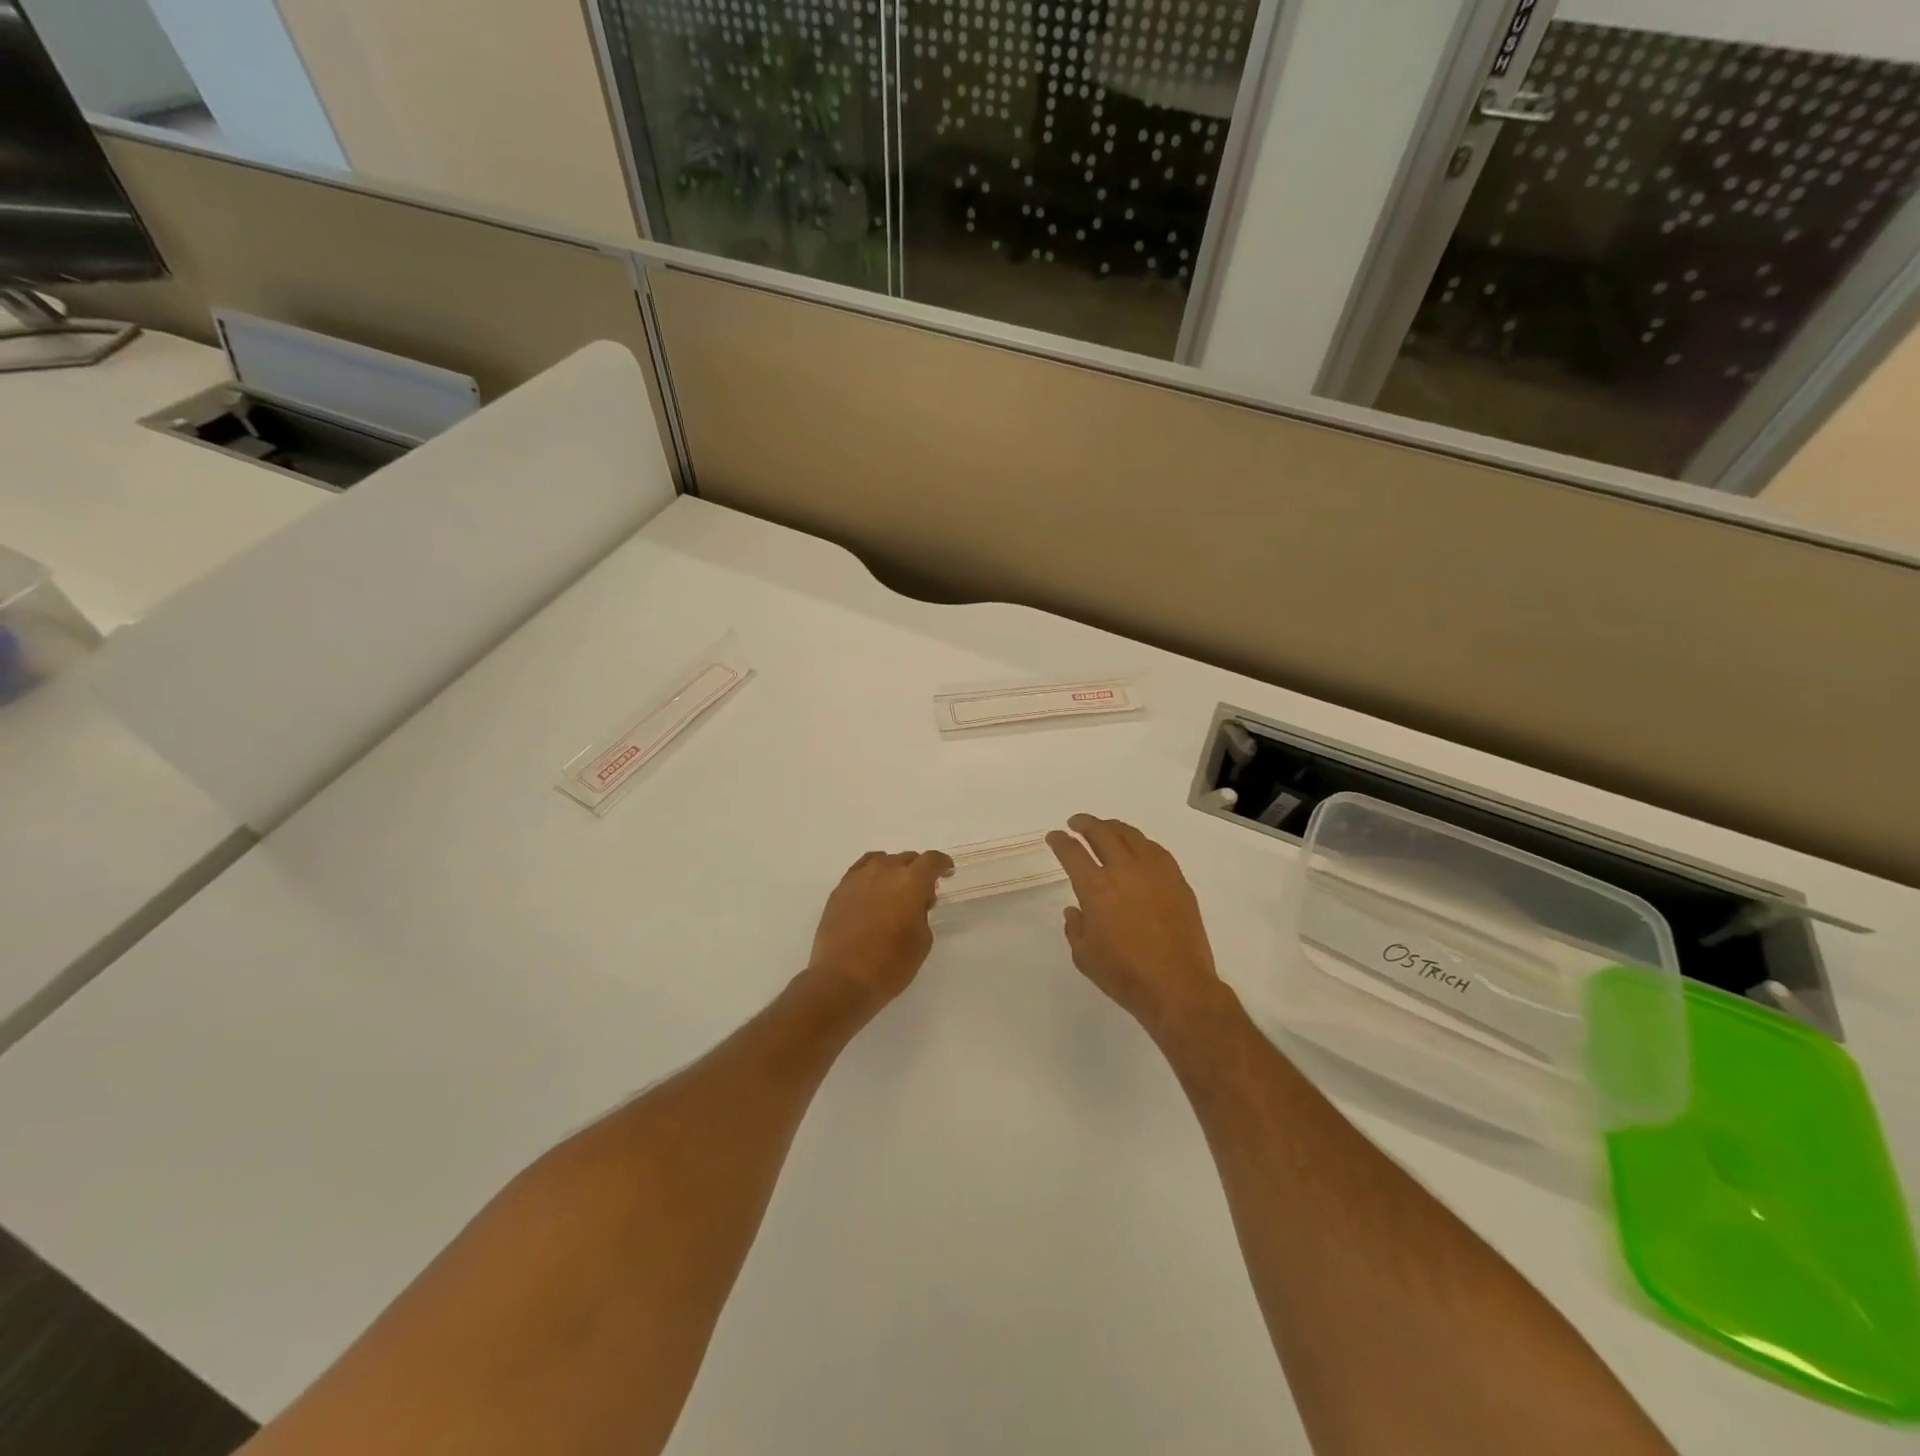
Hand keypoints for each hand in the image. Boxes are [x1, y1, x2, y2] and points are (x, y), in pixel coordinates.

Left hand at [805, 850, 953, 1013]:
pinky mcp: (840, 888)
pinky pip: (861, 870)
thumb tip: (916, 901)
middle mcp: (885, 870)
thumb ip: (922, 913)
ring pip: (883, 860)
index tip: (946, 873)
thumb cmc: (890, 965)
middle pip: (907, 858)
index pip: (932, 860)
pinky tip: (872, 891)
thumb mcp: (922, 941)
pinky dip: (871, 875)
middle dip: (918, 870)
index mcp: (911, 882)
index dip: (942, 864)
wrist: (842, 979)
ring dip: (893, 871)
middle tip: (921, 892)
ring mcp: (859, 877)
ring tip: (894, 891)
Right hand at [1046, 815, 1225, 1038]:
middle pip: (1102, 833)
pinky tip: (1138, 848)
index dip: (1060, 841)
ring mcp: (1154, 872)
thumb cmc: (1124, 974)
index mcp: (1096, 888)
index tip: (1054, 836)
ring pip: (1131, 835)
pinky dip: (1140, 842)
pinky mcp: (1177, 880)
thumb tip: (1075, 910)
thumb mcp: (1084, 956)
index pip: (1072, 852)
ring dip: (1113, 828)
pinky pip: (1155, 850)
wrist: (1177, 986)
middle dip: (1085, 824)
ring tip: (1106, 829)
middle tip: (1077, 823)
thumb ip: (1075, 928)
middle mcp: (1124, 870)